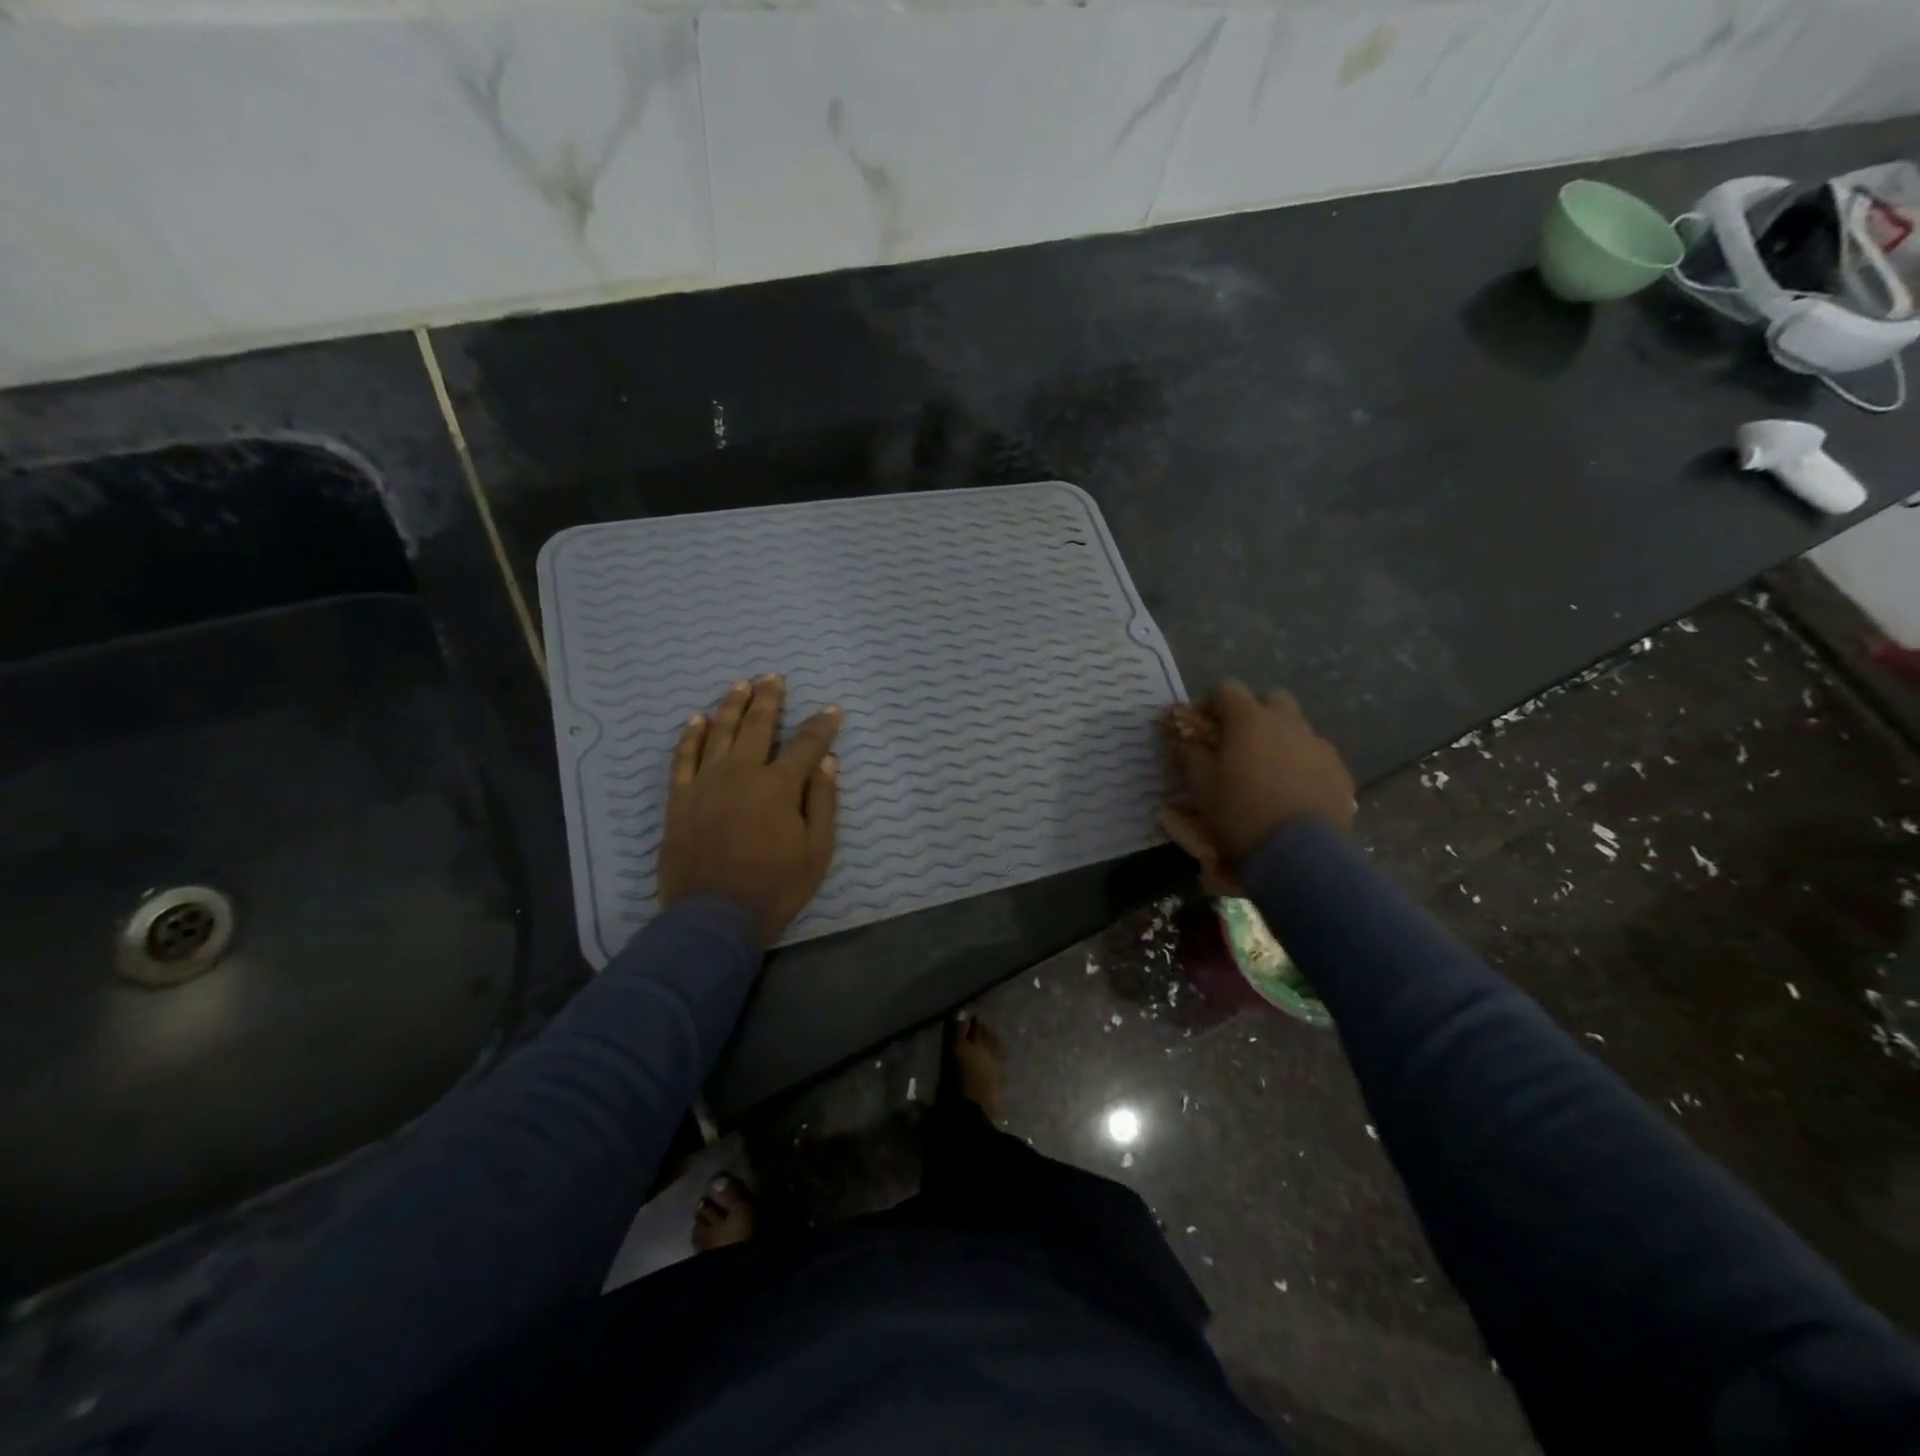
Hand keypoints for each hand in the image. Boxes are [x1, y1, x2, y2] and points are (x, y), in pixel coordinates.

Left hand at [656, 675, 842, 946]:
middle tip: (774, 678)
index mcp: (779, 785)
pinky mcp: (680, 798)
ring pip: (719, 732)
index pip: (806, 744)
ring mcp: (706, 782)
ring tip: (740, 685)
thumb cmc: (774, 887)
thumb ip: (823, 801)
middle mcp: (742, 773)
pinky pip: (683, 757)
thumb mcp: (816, 851)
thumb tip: (827, 761)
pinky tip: (696, 719)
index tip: (832, 710)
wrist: (713, 917)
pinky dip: (690, 736)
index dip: (822, 725)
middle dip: (769, 699)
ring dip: (731, 706)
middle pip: (757, 725)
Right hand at [1161, 682, 1354, 892]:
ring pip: (1297, 728)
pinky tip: (1293, 792)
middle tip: (1239, 744)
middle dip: (1253, 714)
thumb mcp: (1201, 787)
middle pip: (1271, 699)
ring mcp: (1319, 745)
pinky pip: (1317, 755)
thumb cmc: (1241, 814)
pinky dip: (1302, 764)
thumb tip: (1185, 739)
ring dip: (1280, 739)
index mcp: (1250, 720)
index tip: (1201, 727)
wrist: (1300, 854)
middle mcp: (1288, 722)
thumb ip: (1190, 754)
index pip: (1227, 689)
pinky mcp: (1340, 770)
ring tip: (1267, 772)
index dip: (1210, 704)